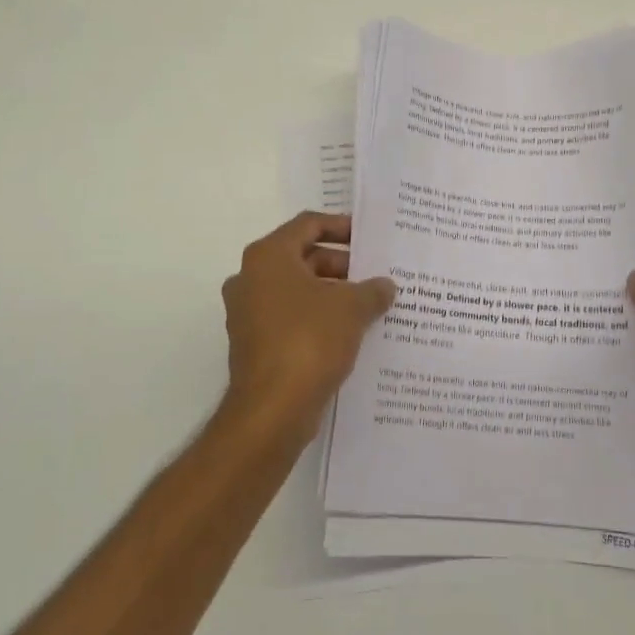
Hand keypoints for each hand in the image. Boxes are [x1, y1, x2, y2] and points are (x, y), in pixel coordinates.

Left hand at [220, 212, 395, 443]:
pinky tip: (351, 332)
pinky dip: (319, 318)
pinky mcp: (255, 344)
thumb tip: (385, 286)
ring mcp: (249, 314)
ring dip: (332, 294)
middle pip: (303, 258)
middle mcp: (251, 279)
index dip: (341, 226)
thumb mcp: (352, 308)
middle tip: (375, 274)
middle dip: (342, 265)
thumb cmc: (309, 341)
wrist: (272, 409)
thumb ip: (372, 290)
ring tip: (370, 304)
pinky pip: (292, 318)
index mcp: (268, 257)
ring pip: (298, 290)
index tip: (369, 237)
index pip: (308, 225)